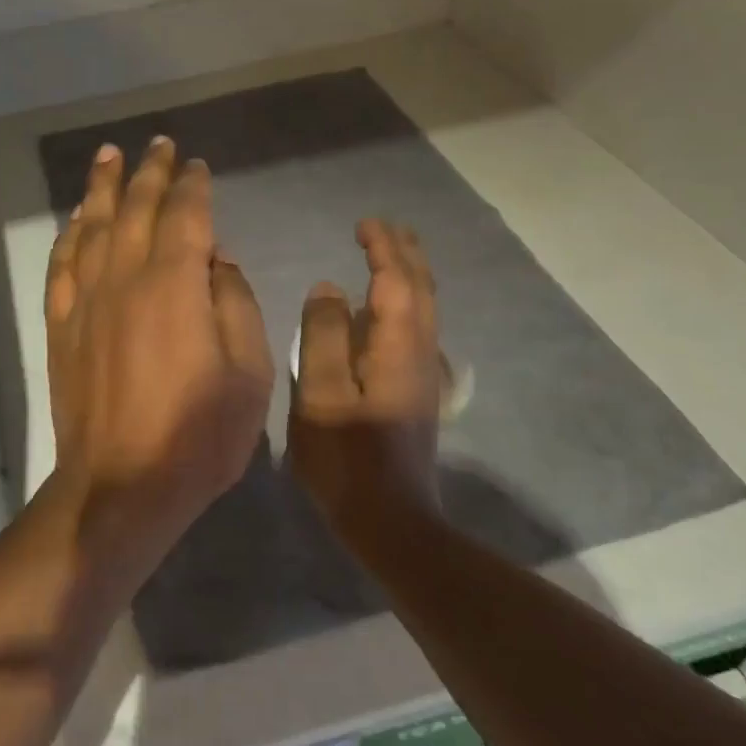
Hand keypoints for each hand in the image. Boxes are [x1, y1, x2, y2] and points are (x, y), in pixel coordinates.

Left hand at [45, 137, 273, 531]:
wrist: (122, 486)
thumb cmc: (199, 434)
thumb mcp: (249, 371)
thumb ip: (234, 303)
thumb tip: (216, 259)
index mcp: (175, 283)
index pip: (184, 214)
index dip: (192, 185)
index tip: (196, 165)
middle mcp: (125, 277)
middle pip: (135, 208)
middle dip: (149, 172)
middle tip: (156, 144)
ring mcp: (86, 300)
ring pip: (93, 226)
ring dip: (102, 188)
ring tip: (108, 157)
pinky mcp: (62, 326)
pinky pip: (63, 265)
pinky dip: (70, 235)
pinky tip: (76, 220)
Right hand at [289, 219, 443, 531]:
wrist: (390, 521)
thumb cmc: (347, 458)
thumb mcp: (322, 395)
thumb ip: (323, 336)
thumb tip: (328, 288)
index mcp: (397, 347)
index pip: (395, 281)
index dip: (382, 248)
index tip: (363, 224)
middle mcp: (419, 353)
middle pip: (420, 289)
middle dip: (404, 253)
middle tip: (383, 228)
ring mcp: (422, 374)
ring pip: (423, 309)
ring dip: (408, 275)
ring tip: (388, 255)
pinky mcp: (416, 392)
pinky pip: (415, 329)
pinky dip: (404, 303)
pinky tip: (384, 312)